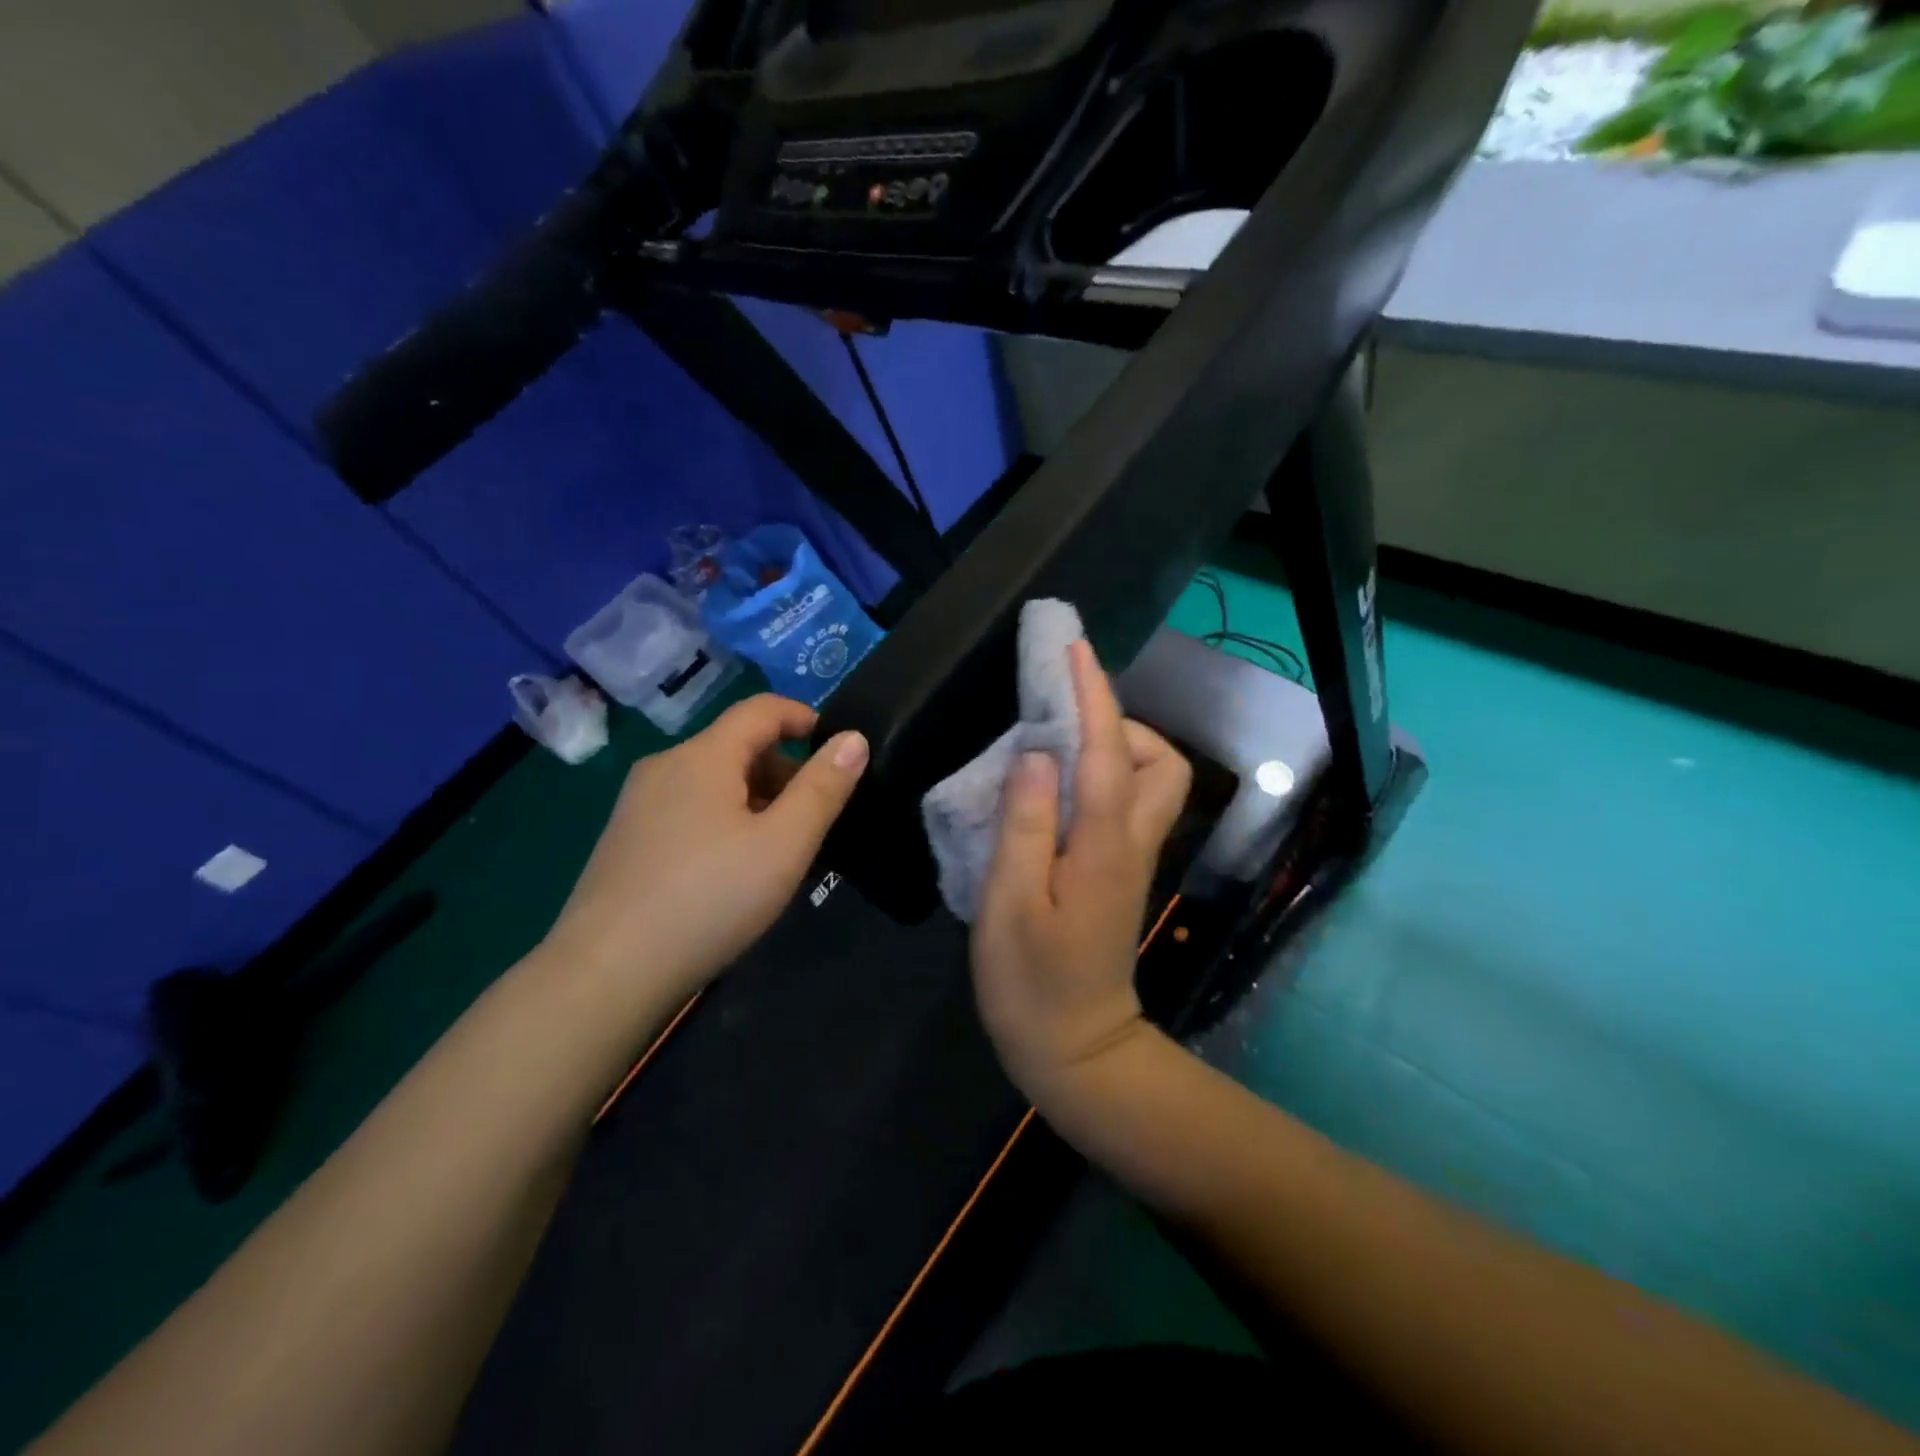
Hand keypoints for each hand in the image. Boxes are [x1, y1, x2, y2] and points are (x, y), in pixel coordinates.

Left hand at [543, 695, 867, 1002]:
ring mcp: (639, 804)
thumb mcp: (784, 844)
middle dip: (786, 770)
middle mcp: (665, 766)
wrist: (607, 973)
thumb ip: (823, 788)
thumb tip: (854, 738)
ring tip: (782, 851)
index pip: (762, 709)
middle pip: (738, 746)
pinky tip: (734, 872)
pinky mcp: (627, 839)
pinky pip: (690, 810)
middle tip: (817, 819)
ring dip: (757, 800)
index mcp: (703, 756)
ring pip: (714, 782)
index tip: (839, 753)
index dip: (806, 718)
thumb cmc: (709, 898)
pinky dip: (725, 821)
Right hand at [971, 641, 1191, 1102]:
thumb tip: (1036, 753)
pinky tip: (1055, 788)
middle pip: (1160, 761)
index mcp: (1104, 847)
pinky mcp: (1123, 871)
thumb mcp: (1009, 903)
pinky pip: (1128, 802)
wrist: (1074, 1048)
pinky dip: (1103, 776)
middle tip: (1060, 724)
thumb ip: (1024, 824)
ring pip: (1152, 781)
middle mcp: (1133, 843)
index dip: (1092, 696)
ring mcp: (1134, 858)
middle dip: (1119, 724)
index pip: (1108, 752)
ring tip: (1053, 754)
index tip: (1072, 650)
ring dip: (1114, 749)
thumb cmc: (1030, 981)